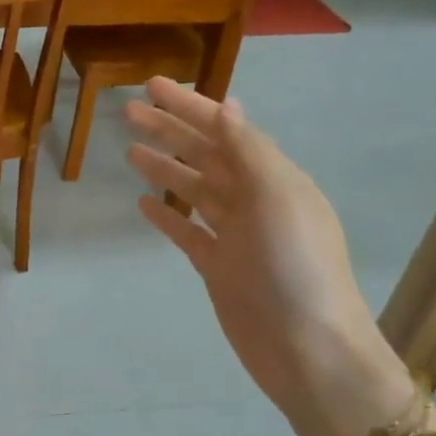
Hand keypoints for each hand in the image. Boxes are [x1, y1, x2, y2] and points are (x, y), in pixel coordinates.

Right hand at [125, 77, 411, 435]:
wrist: (307, 349)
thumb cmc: (295, 269)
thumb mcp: (278, 199)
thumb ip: (249, 152)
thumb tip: (226, 106)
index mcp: (274, 179)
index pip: (226, 131)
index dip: (190, 106)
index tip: (153, 86)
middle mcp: (255, 201)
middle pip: (205, 156)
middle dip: (170, 131)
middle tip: (127, 111)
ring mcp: (235, 236)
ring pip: (194, 191)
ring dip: (165, 168)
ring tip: (130, 150)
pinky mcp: (219, 268)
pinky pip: (188, 232)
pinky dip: (167, 215)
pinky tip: (144, 203)